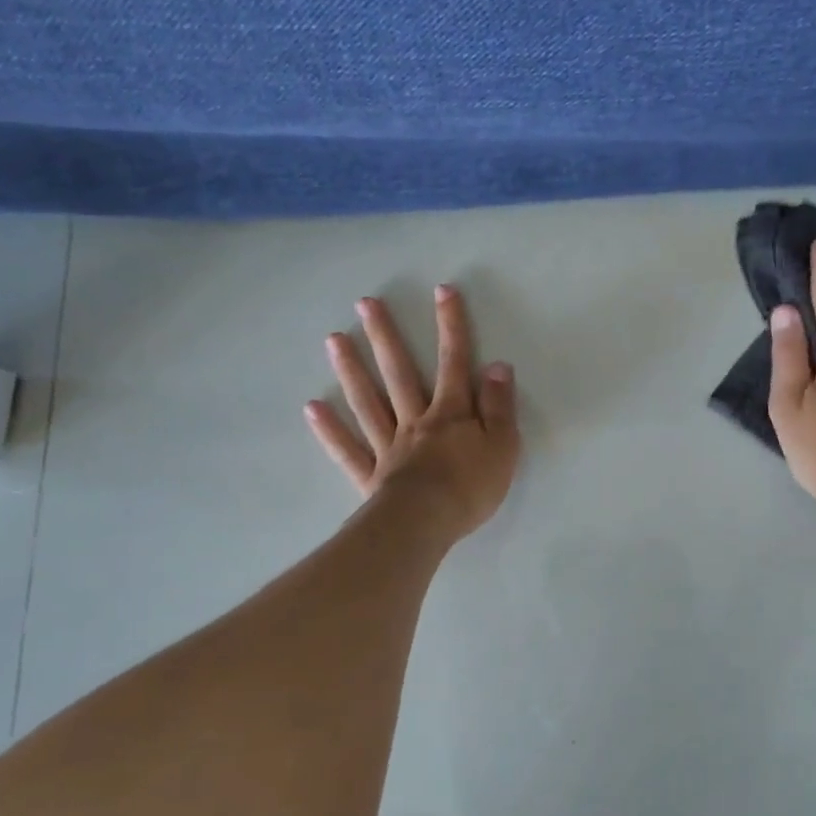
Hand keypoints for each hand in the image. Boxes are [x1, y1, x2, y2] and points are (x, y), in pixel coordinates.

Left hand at [305, 284, 519, 539]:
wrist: (427, 524)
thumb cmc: (471, 486)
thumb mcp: (502, 445)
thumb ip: (499, 406)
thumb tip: (497, 365)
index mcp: (450, 413)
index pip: (454, 362)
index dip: (451, 326)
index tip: (442, 291)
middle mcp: (415, 420)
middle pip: (399, 373)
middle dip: (385, 336)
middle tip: (365, 303)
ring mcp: (388, 446)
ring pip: (368, 402)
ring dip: (351, 370)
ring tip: (334, 339)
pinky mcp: (371, 475)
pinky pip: (348, 449)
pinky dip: (330, 429)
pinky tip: (313, 407)